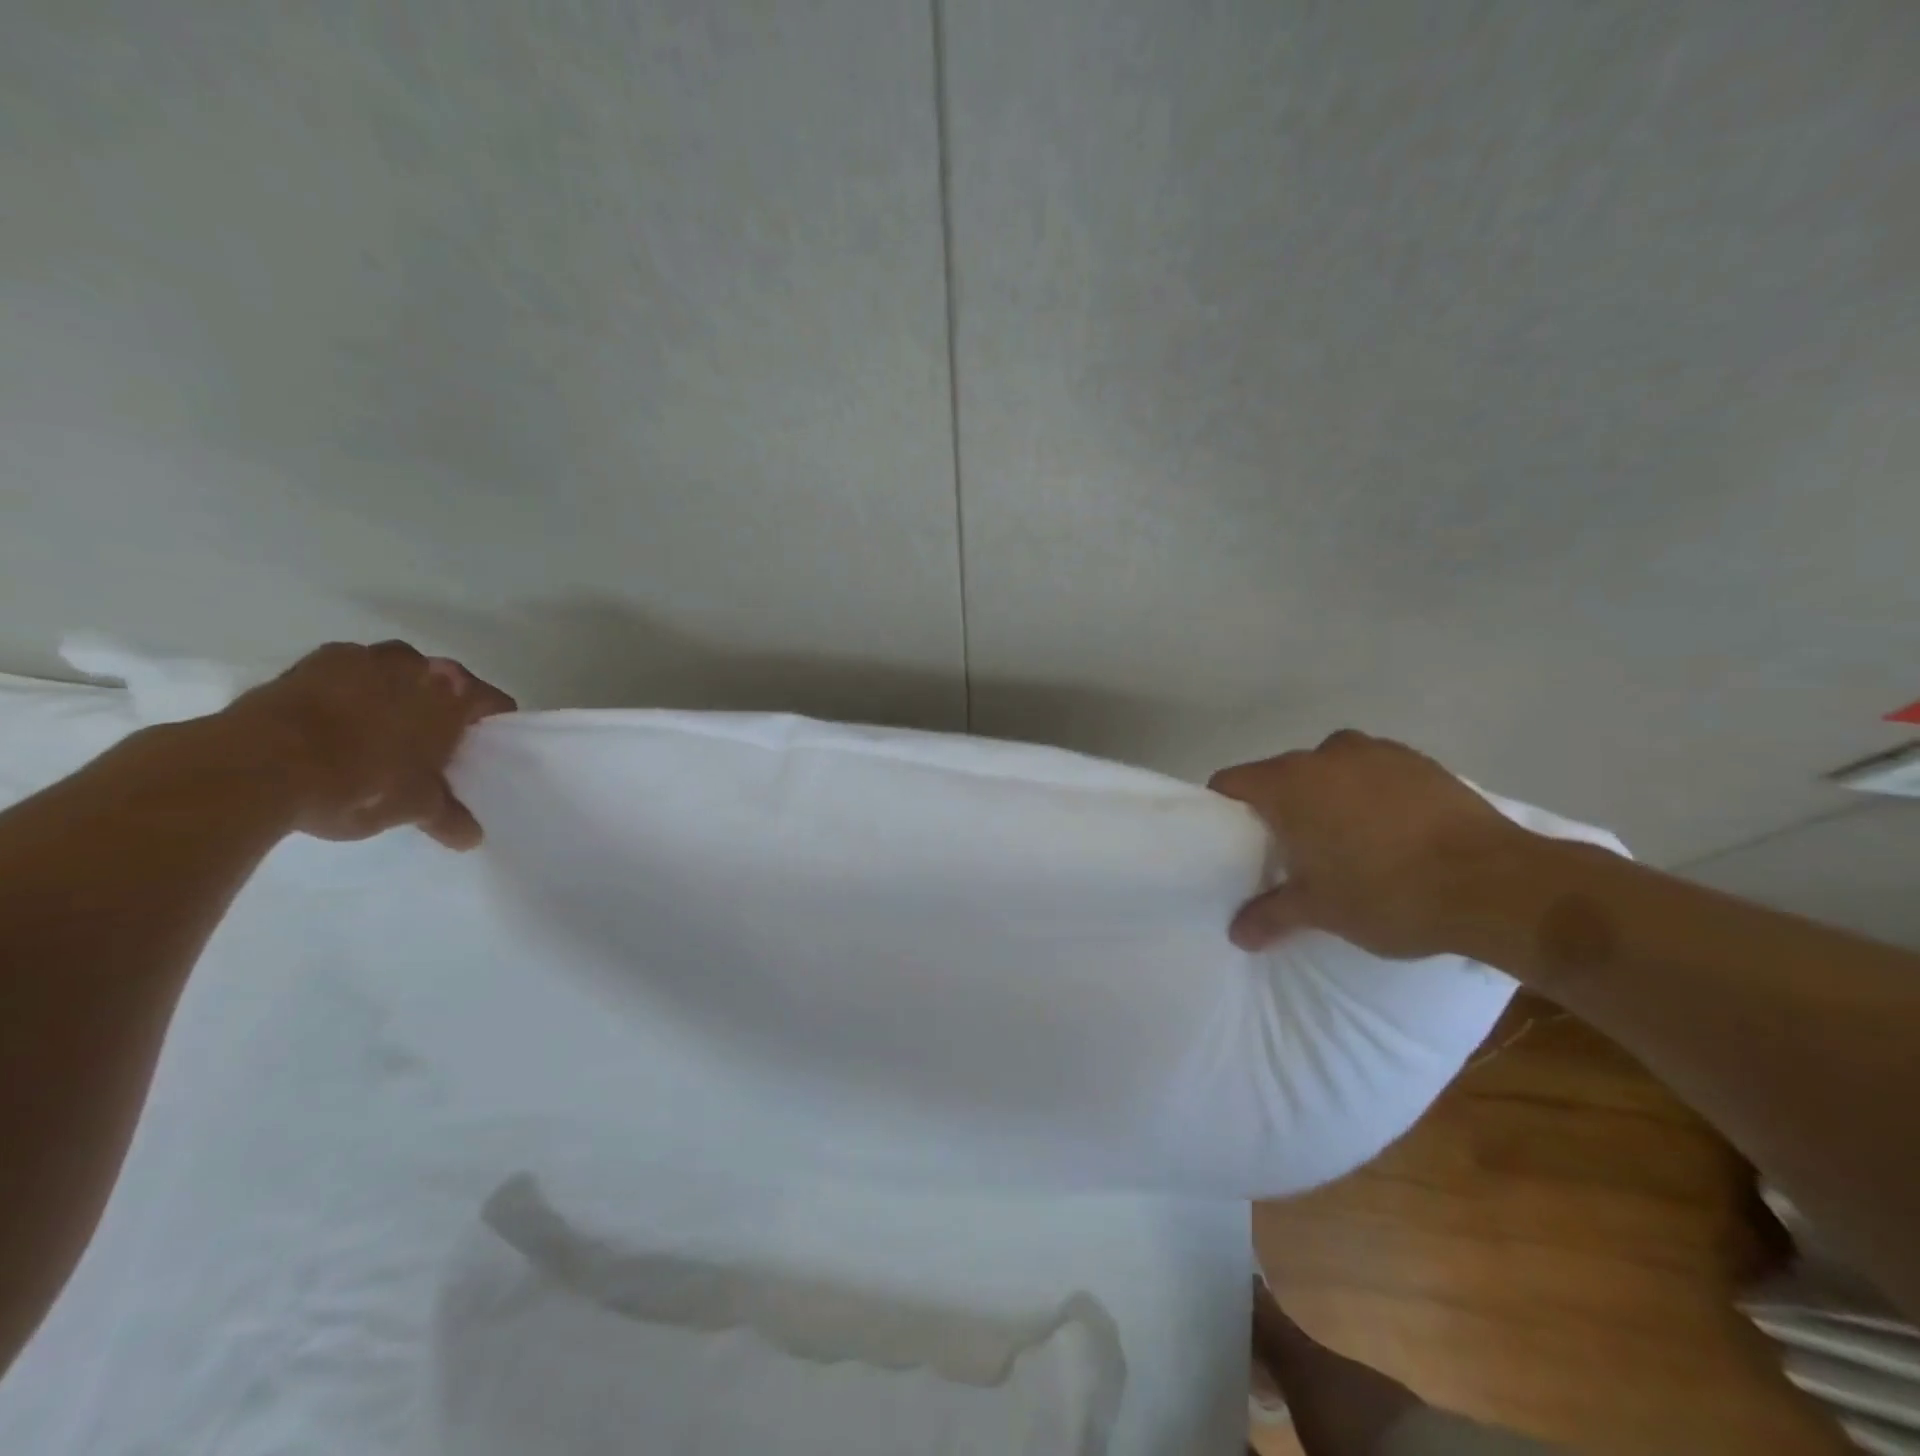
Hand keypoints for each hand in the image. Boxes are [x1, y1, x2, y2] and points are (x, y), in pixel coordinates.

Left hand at [220, 641, 515, 849]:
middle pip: (444, 684)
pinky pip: (344, 677)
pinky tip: (335, 727)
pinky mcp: (307, 662)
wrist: (256, 767)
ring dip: (393, 697)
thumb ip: (448, 817)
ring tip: (379, 735)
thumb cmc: (361, 783)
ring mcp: (360, 657)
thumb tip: (470, 837)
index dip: (492, 729)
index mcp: (454, 692)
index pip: (494, 704)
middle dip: (440, 710)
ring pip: (394, 675)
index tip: (481, 752)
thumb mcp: (415, 808)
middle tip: (431, 748)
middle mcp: (415, 664)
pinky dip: (347, 695)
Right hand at [1209, 730, 1530, 958]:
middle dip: (1280, 807)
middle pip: (1281, 775)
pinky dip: (1370, 794)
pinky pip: (1375, 773)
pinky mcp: (1421, 761)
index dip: (1225, 809)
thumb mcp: (1320, 911)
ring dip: (1327, 797)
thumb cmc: (1388, 893)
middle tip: (1291, 850)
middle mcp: (1325, 755)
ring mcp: (1377, 752)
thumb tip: (1237, 933)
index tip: (1237, 840)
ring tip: (1346, 840)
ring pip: (1330, 770)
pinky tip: (1393, 832)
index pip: (1231, 782)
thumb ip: (1270, 916)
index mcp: (1288, 783)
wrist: (1498, 885)